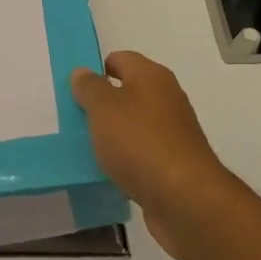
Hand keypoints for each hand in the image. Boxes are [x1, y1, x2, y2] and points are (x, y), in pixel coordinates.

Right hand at [71, 51, 238, 259]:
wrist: (185, 200)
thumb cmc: (139, 142)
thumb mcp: (103, 108)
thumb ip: (89, 87)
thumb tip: (83, 72)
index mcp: (151, 76)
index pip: (119, 59)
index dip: (96, 70)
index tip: (74, 91)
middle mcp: (166, 98)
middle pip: (127, 92)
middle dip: (101, 105)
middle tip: (75, 119)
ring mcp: (173, 133)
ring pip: (133, 125)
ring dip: (112, 134)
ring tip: (86, 147)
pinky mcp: (174, 164)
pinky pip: (142, 153)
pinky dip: (126, 159)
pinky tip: (109, 171)